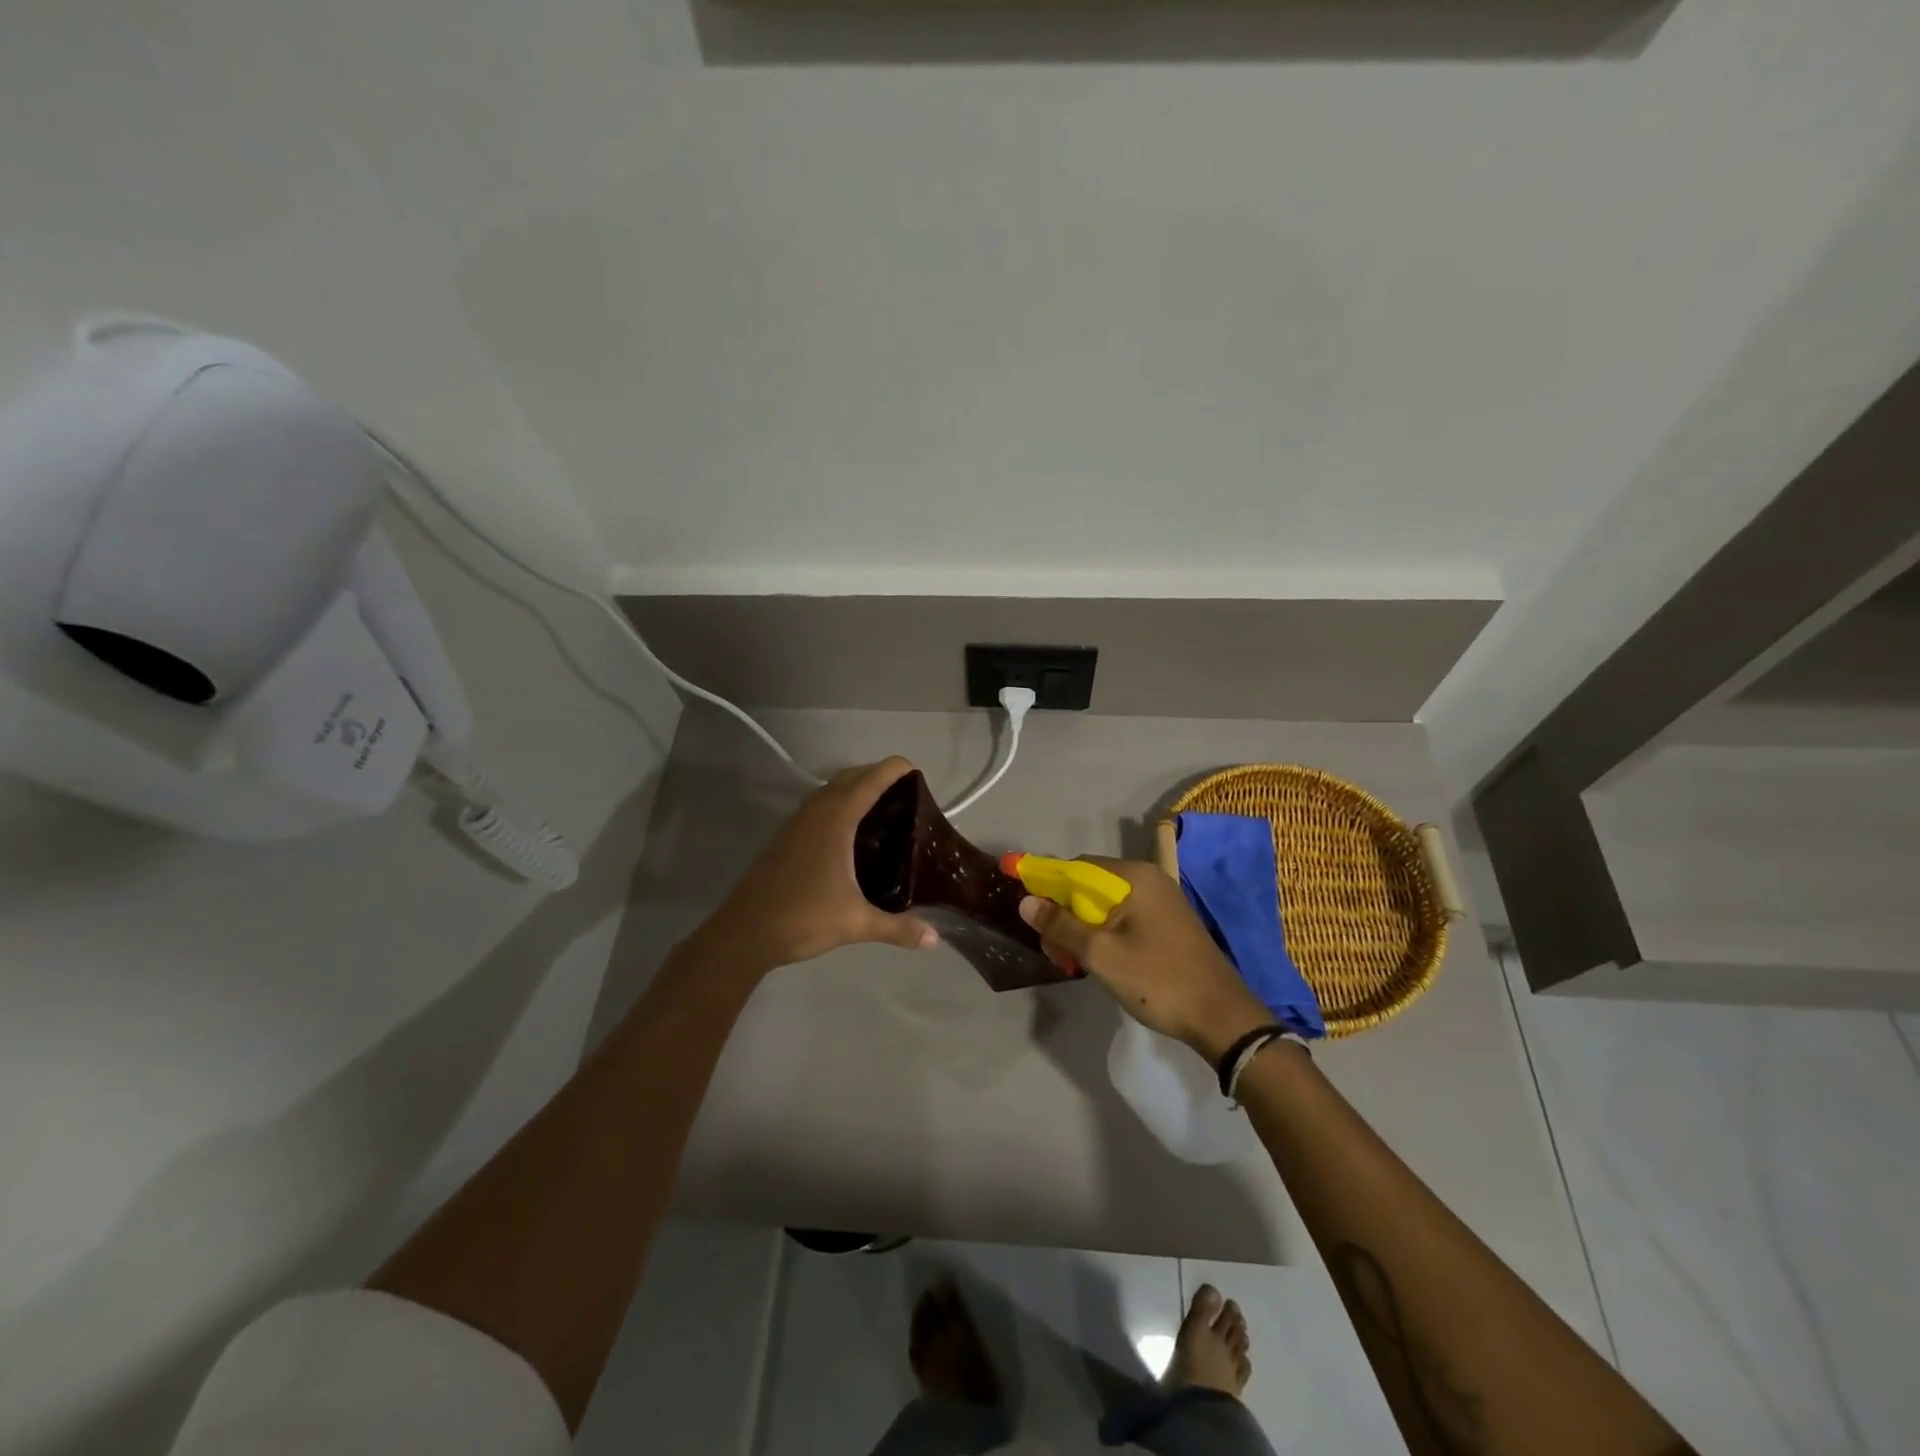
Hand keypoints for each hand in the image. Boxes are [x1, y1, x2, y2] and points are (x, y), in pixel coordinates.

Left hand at [690, 757, 936, 975]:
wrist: (744, 933)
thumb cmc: (803, 918)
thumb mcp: (856, 923)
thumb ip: (898, 928)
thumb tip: (934, 939)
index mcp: (835, 820)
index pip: (870, 781)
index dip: (893, 769)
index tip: (916, 770)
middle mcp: (815, 812)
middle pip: (849, 777)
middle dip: (877, 775)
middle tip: (906, 792)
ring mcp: (796, 823)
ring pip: (830, 790)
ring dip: (855, 788)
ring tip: (883, 807)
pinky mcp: (785, 837)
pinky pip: (818, 806)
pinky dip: (838, 804)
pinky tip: (850, 832)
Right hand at [1018, 858, 1269, 1061]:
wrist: (1222, 1017)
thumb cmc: (1158, 980)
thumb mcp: (1101, 954)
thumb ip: (1061, 924)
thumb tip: (1026, 901)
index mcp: (1134, 877)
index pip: (1077, 867)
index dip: (1047, 883)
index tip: (1027, 906)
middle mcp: (1149, 879)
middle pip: (1091, 885)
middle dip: (1065, 911)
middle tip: (1052, 947)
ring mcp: (1162, 901)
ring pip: (1107, 904)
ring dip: (1083, 926)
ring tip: (1070, 959)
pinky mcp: (1168, 923)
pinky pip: (1125, 917)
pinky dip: (1104, 932)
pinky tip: (1098, 960)